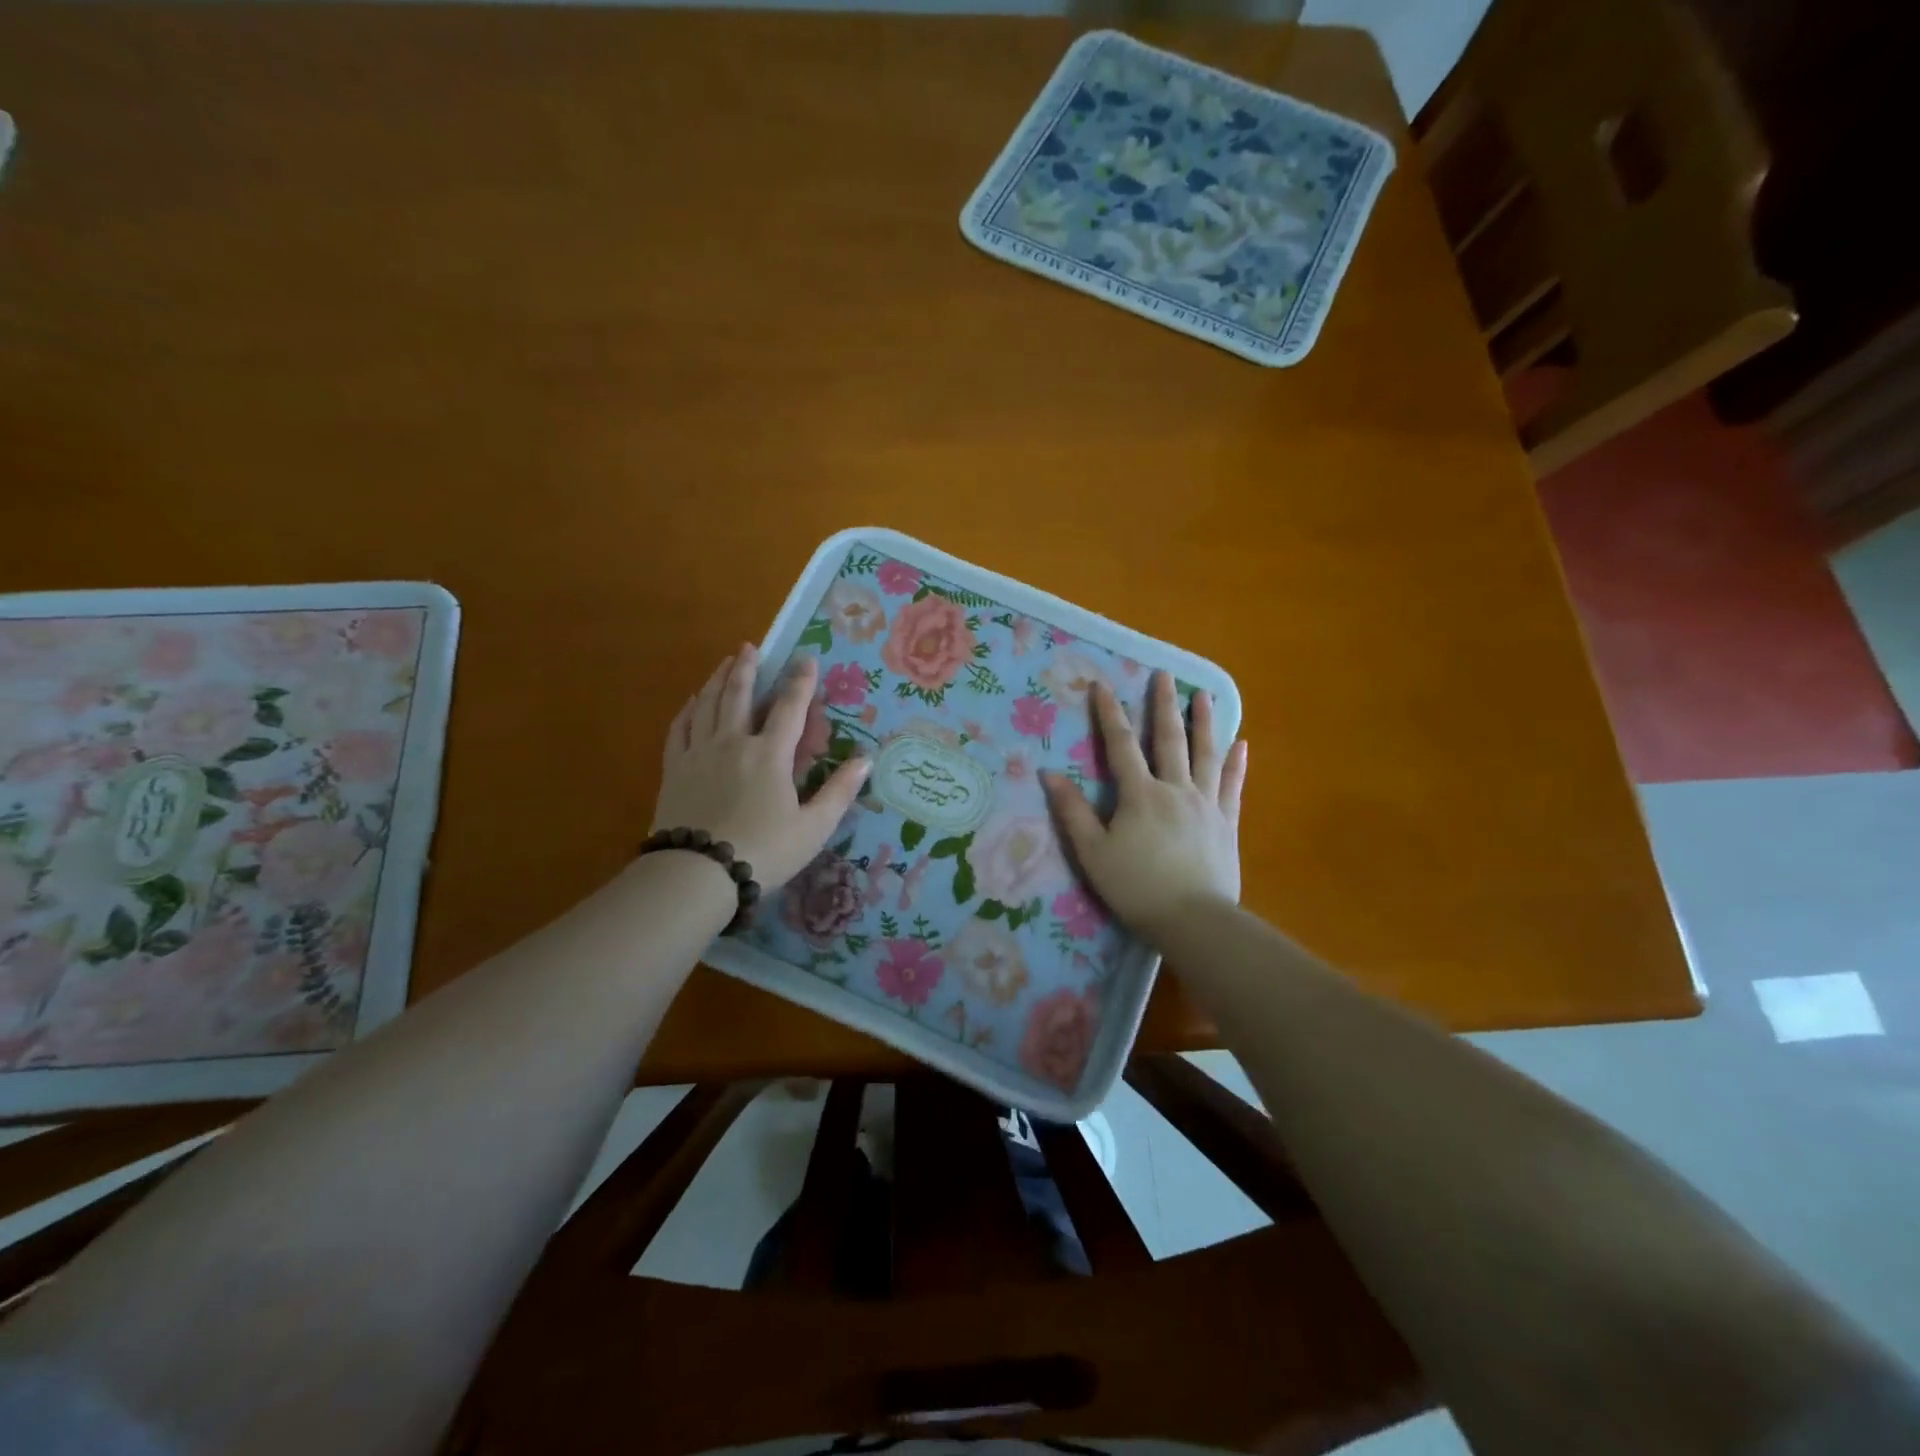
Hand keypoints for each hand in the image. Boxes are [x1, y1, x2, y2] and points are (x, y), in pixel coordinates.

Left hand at [652, 646, 869, 890]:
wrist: (697, 874)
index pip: (789, 708)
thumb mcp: (813, 827)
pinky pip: (680, 729)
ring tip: (725, 662)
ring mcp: (699, 754)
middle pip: (739, 695)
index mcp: (769, 755)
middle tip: (751, 647)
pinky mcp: (675, 770)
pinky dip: (688, 710)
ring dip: (718, 680)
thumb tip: (865, 759)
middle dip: (747, 668)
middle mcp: (733, 743)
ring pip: (708, 705)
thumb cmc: (764, 851)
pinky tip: (692, 702)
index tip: (806, 658)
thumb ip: (839, 791)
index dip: (800, 682)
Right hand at [1043, 671, 1247, 942]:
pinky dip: (1236, 765)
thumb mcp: (1093, 852)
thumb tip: (1049, 774)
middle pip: (1169, 739)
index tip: (1102, 684)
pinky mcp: (1227, 823)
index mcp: (1140, 795)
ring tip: (1203, 695)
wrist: (1193, 920)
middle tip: (1164, 675)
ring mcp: (1206, 804)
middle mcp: (1175, 789)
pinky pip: (1232, 787)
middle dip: (1163, 705)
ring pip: (1206, 755)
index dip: (1109, 714)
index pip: (1121, 745)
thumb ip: (1072, 812)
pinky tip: (1241, 745)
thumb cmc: (1136, 887)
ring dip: (1204, 722)